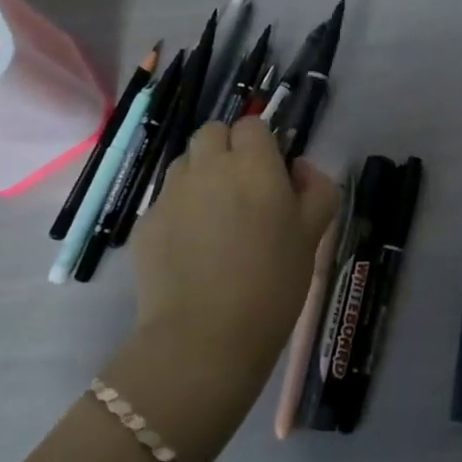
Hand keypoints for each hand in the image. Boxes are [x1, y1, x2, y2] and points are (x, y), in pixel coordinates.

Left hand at [111, 119, 338, 461]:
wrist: (205, 337)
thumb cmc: (273, 282)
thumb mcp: (314, 234)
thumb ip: (317, 189)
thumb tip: (299, 168)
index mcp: (254, 164)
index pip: (252, 124)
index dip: (262, 143)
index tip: (272, 172)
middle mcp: (208, 167)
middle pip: (213, 132)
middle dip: (227, 149)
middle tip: (243, 189)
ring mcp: (171, 194)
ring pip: (185, 164)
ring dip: (201, 176)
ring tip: (215, 218)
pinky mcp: (145, 223)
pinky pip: (166, 201)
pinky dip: (179, 212)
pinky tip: (191, 249)